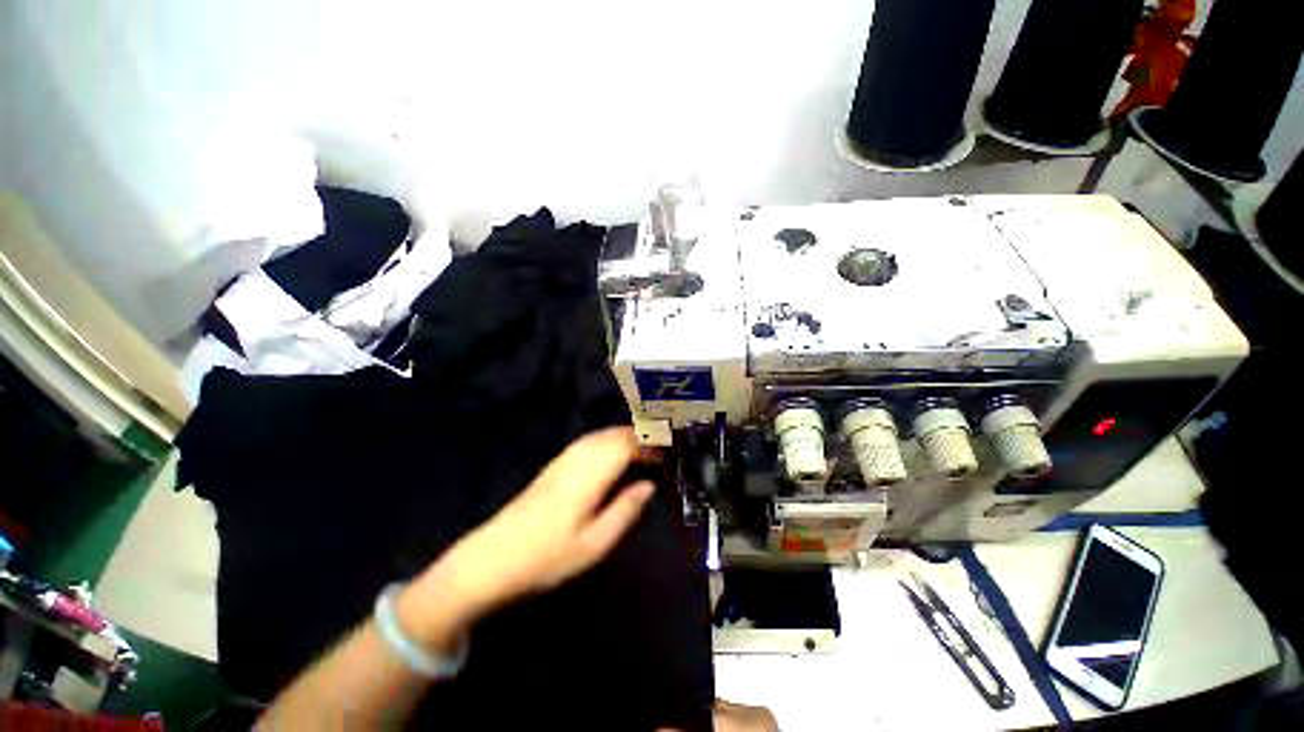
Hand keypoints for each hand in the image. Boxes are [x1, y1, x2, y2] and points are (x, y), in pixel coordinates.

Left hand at [402, 427, 654, 641]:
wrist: (493, 558)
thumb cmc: (547, 556)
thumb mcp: (595, 543)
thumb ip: (625, 510)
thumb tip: (648, 486)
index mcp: (591, 473)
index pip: (628, 445)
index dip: (651, 445)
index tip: (669, 454)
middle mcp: (578, 457)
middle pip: (615, 434)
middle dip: (642, 437)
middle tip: (662, 451)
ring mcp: (564, 458)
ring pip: (602, 435)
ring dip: (626, 437)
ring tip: (645, 450)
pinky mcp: (556, 464)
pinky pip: (590, 441)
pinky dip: (610, 441)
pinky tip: (614, 454)